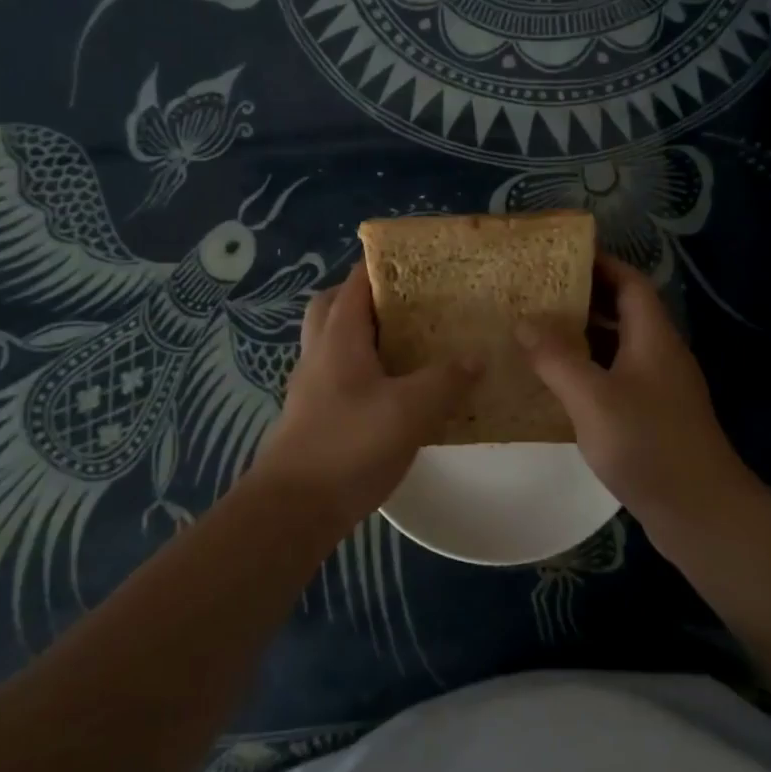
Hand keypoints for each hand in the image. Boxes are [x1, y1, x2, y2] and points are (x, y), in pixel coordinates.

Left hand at [250, 263, 480, 529]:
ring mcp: (312, 384)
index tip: (420, 263)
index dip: (384, 265)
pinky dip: (364, 369)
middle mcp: (320, 352)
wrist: (294, 508)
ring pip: (335, 341)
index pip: (356, 282)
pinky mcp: (315, 414)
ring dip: (365, 334)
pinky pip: (340, 373)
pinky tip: (396, 391)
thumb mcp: (409, 410)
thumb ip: (446, 380)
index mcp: (339, 336)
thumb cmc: (349, 445)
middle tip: (408, 303)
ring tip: (410, 343)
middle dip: (367, 296)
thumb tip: (476, 357)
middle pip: (335, 306)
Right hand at [516, 255, 748, 529]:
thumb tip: (523, 322)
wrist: (702, 513)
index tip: (561, 256)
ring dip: (583, 336)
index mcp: (653, 337)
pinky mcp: (653, 417)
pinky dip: (587, 371)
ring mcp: (659, 388)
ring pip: (618, 347)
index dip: (600, 263)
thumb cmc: (648, 444)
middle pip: (623, 311)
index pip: (630, 282)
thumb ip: (556, 358)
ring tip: (537, 331)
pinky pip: (616, 378)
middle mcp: (660, 354)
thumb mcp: (593, 397)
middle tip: (537, 293)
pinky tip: (556, 384)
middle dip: (583, 298)